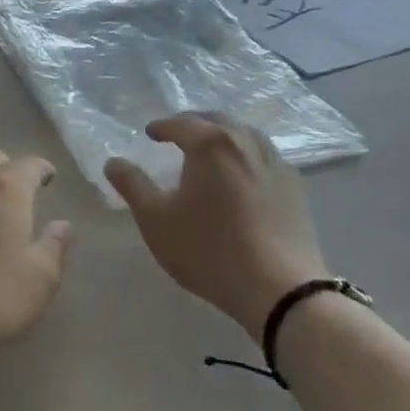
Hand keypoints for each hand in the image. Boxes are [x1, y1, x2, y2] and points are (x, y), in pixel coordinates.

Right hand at [104, 115, 325, 336]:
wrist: (280, 289)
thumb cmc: (209, 250)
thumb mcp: (156, 220)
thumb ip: (132, 185)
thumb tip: (113, 162)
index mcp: (210, 143)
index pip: (180, 123)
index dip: (161, 127)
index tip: (150, 133)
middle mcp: (244, 142)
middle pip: (216, 120)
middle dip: (194, 124)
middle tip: (178, 135)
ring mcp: (275, 162)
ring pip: (245, 135)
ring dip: (223, 136)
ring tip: (211, 151)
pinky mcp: (296, 186)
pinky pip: (265, 156)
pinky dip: (247, 155)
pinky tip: (243, 175)